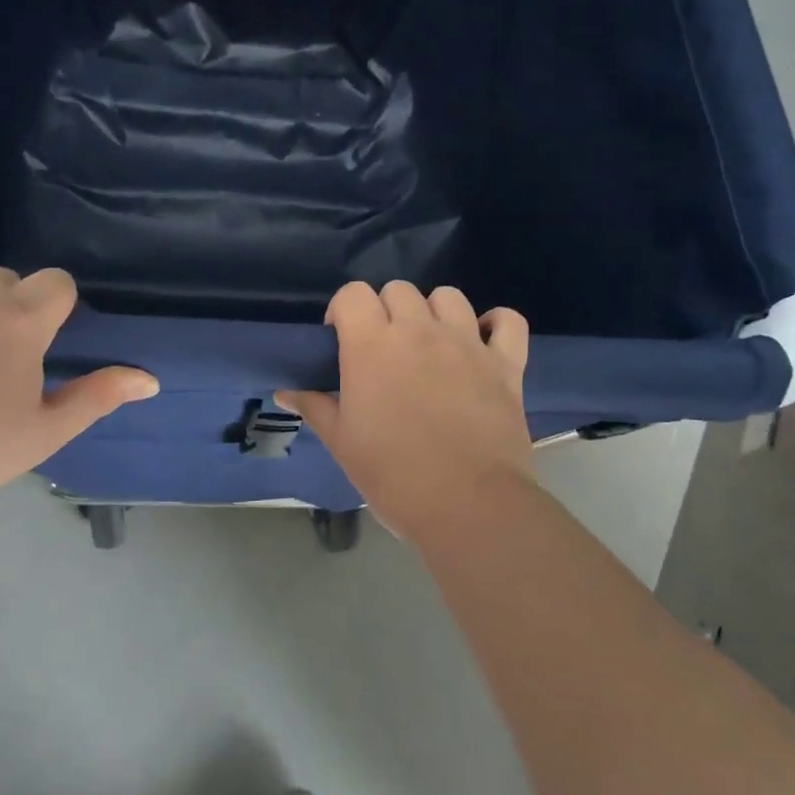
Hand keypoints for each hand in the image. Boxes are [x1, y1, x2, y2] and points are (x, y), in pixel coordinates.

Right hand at [279, 281, 531, 545]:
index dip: (343, 310)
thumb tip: (286, 391)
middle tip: (383, 350)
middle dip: (385, 310)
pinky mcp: (506, 363)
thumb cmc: (393, 475)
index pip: (352, 294)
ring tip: (430, 344)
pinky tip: (483, 341)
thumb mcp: (342, 443)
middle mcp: (420, 331)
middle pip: (399, 290)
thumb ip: (315, 406)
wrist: (467, 505)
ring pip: (449, 296)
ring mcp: (467, 343)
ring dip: (433, 312)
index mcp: (373, 345)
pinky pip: (508, 320)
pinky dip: (495, 324)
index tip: (341, 339)